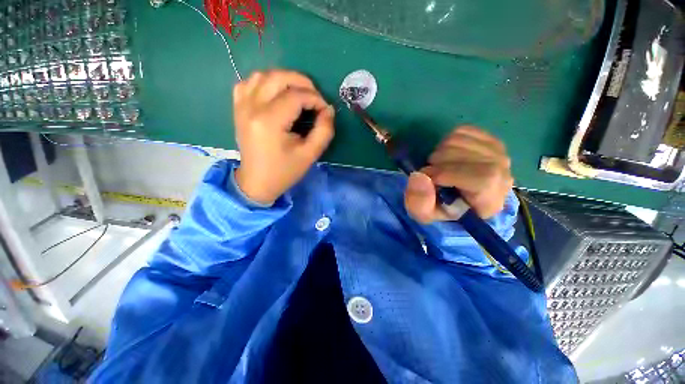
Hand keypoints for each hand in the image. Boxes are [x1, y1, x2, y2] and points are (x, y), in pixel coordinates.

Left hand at [233, 70, 334, 204]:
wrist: (257, 182)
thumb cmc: (284, 171)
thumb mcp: (310, 155)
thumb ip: (324, 131)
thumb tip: (328, 109)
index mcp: (269, 122)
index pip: (296, 96)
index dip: (315, 99)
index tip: (325, 110)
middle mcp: (252, 108)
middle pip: (278, 77)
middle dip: (302, 82)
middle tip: (315, 96)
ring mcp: (241, 106)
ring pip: (262, 75)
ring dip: (284, 79)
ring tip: (298, 93)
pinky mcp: (238, 108)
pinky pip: (247, 83)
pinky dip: (264, 82)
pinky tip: (275, 93)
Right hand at [404, 126, 513, 222]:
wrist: (460, 199)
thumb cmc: (442, 209)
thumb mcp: (426, 215)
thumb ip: (419, 203)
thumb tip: (419, 175)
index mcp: (491, 199)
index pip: (481, 178)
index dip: (447, 174)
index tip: (428, 177)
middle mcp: (503, 174)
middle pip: (466, 155)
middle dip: (437, 162)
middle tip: (431, 173)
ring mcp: (498, 153)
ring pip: (460, 140)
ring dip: (439, 152)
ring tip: (438, 166)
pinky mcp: (489, 139)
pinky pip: (462, 130)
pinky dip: (446, 140)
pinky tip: (447, 155)